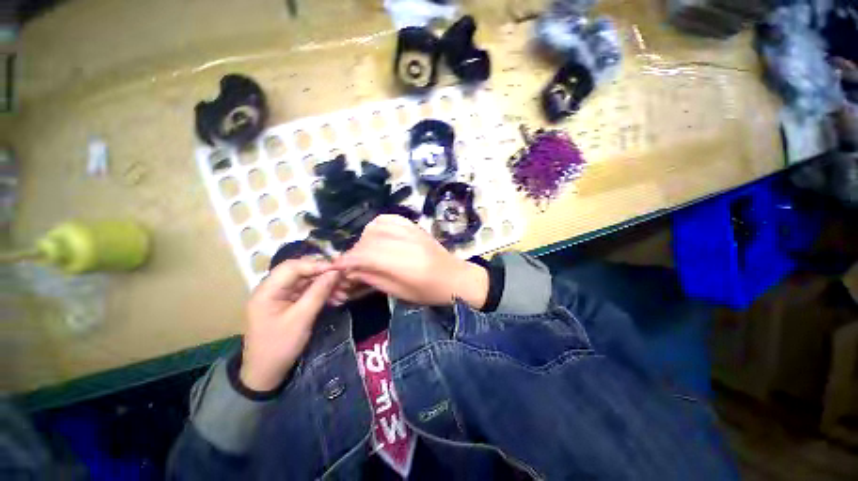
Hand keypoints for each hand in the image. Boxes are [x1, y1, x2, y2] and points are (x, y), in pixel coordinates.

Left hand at [240, 259, 339, 390]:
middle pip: (301, 272)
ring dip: (326, 284)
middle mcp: (273, 289)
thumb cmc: (280, 346)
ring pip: (307, 281)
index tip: (338, 269)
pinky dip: (322, 293)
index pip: (293, 267)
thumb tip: (335, 272)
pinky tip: (337, 298)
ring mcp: (281, 296)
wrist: (266, 374)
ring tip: (344, 291)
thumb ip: (318, 292)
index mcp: (268, 290)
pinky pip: (308, 292)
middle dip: (324, 274)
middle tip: (344, 279)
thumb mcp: (301, 318)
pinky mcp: (289, 304)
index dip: (316, 264)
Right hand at [335, 215, 487, 307]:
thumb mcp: (399, 292)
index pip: (364, 256)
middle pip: (367, 241)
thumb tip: (350, 271)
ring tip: (366, 253)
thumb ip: (373, 278)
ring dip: (364, 240)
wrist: (455, 277)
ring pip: (375, 227)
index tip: (335, 268)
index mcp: (403, 263)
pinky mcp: (414, 225)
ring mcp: (410, 231)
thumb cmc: (429, 292)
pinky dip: (376, 227)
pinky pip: (388, 219)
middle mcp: (404, 242)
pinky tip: (377, 237)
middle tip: (352, 265)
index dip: (346, 262)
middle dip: (354, 253)